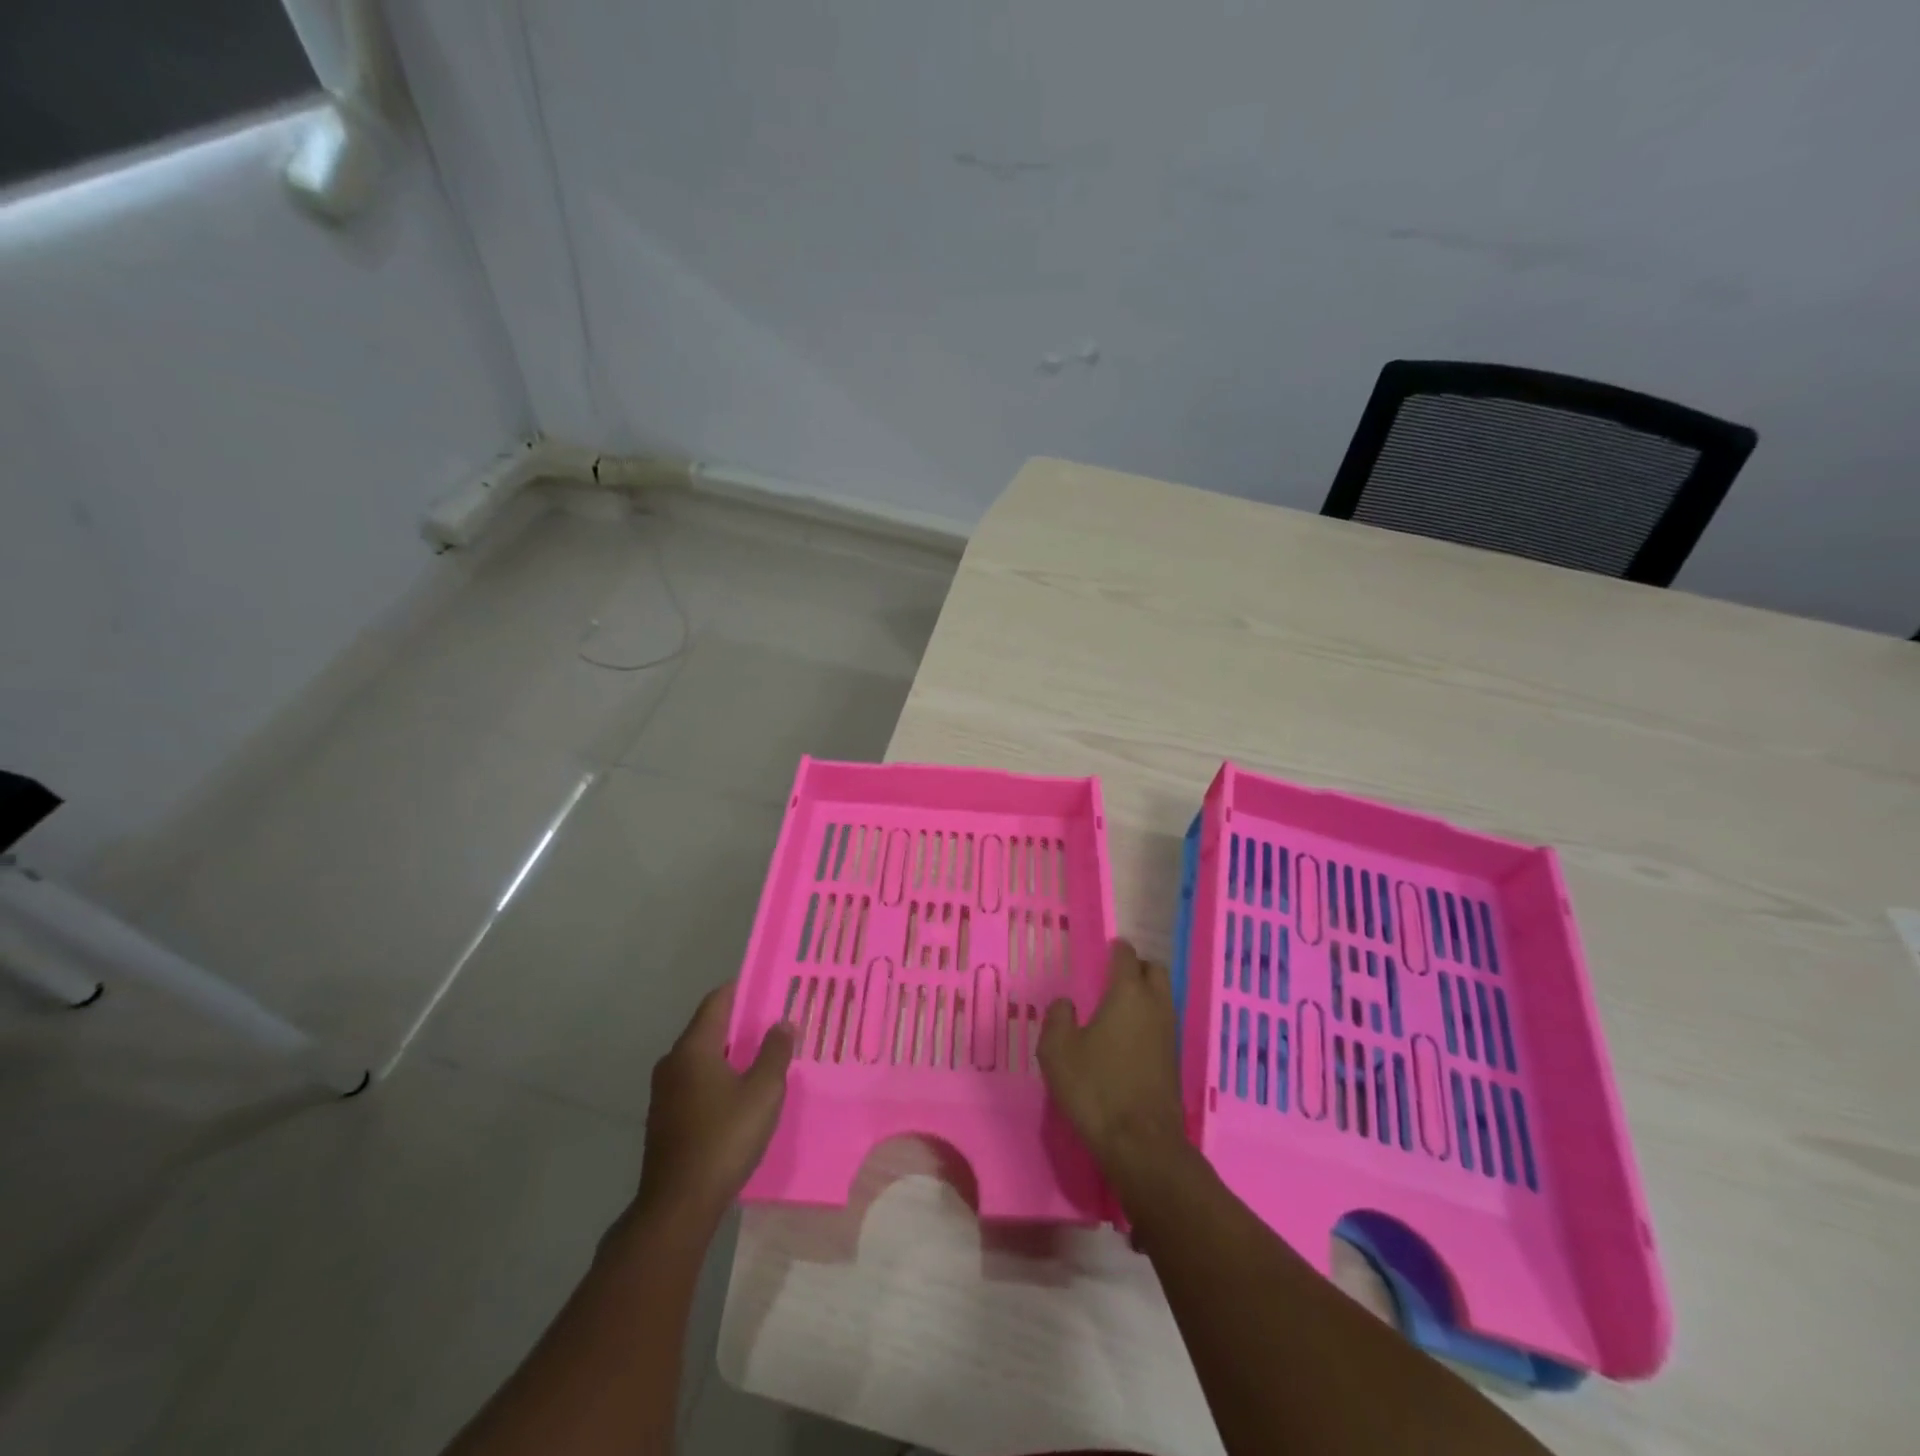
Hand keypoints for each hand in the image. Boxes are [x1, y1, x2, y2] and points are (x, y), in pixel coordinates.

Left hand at [634, 983, 793, 1226]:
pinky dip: (718, 1077)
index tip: (768, 986)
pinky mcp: (665, 1118)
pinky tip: (740, 1093)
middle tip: (774, 1023)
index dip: (742, 989)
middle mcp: (673, 1062)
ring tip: (762, 1057)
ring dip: (730, 1052)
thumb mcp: (763, 1092)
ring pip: (701, 1057)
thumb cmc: (724, 1138)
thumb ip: (774, 1052)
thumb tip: (782, 1023)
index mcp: (693, 1048)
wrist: (678, 1205)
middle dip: (740, 1022)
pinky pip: (695, 1081)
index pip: (717, 1001)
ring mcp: (664, 1092)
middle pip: (708, 1027)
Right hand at [1039, 940, 1186, 1183]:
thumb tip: (1066, 1004)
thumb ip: (1058, 1018)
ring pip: (1162, 997)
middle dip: (1137, 967)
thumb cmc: (1095, 1088)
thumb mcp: (1058, 1051)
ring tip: (1118, 1007)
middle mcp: (1154, 1006)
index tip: (1105, 949)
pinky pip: (1162, 1024)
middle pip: (1155, 971)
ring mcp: (1169, 1034)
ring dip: (1145, 994)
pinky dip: (1148, 1021)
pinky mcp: (1173, 1061)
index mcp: (1127, 994)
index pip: (1126, 956)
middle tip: (1113, 976)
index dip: (1116, 949)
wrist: (1141, 1143)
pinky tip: (1127, 1037)